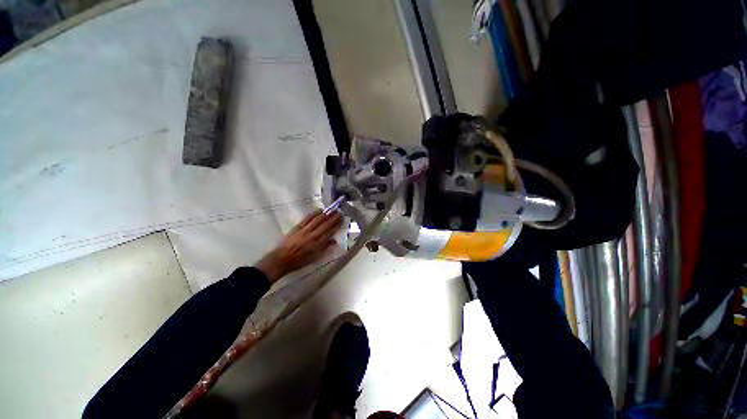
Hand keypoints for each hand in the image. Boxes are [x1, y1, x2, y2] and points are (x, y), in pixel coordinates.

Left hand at [254, 210, 342, 283]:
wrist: (282, 259)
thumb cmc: (299, 261)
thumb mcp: (315, 257)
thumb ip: (325, 248)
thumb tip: (334, 241)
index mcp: (318, 244)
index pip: (330, 232)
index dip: (337, 225)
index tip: (341, 220)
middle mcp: (313, 236)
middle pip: (326, 225)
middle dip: (334, 218)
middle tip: (339, 212)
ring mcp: (305, 230)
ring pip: (318, 220)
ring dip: (326, 214)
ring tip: (332, 210)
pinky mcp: (298, 227)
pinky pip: (307, 219)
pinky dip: (314, 214)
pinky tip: (319, 210)